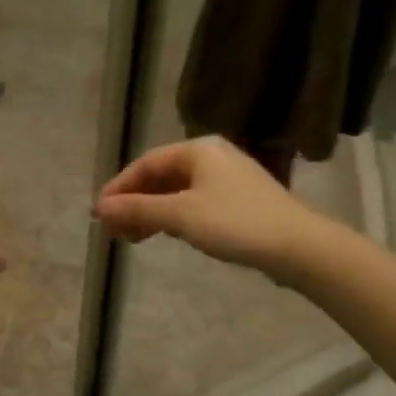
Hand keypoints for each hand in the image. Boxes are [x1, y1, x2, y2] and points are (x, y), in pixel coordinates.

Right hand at [95, 137, 345, 281]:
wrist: (296, 245)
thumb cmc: (235, 223)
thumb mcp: (180, 215)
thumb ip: (138, 209)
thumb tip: (100, 208)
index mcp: (198, 149)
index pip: (146, 164)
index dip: (119, 188)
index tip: (99, 213)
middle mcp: (212, 157)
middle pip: (161, 177)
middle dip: (133, 203)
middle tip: (112, 230)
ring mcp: (227, 179)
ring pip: (176, 193)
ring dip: (150, 213)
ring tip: (131, 238)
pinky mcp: (238, 201)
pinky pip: (193, 204)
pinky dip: (172, 218)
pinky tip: (163, 235)